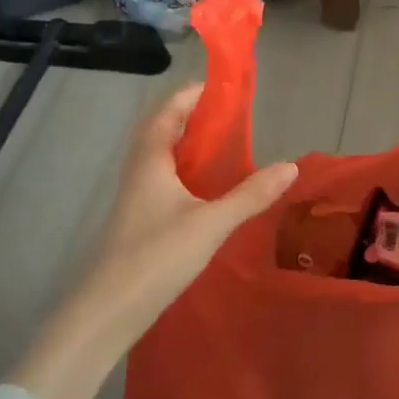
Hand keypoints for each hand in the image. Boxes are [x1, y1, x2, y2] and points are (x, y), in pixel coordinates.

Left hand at [12, 84, 296, 398]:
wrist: (107, 312)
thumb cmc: (156, 257)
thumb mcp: (211, 224)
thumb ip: (251, 195)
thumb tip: (291, 166)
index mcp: (150, 160)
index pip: (167, 111)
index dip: (191, 95)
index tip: (220, 86)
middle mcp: (139, 172)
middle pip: (162, 131)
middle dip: (192, 118)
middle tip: (229, 117)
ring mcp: (136, 198)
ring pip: (162, 158)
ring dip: (188, 146)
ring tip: (224, 147)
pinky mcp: (139, 221)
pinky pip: (164, 181)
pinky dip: (186, 173)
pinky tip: (207, 191)